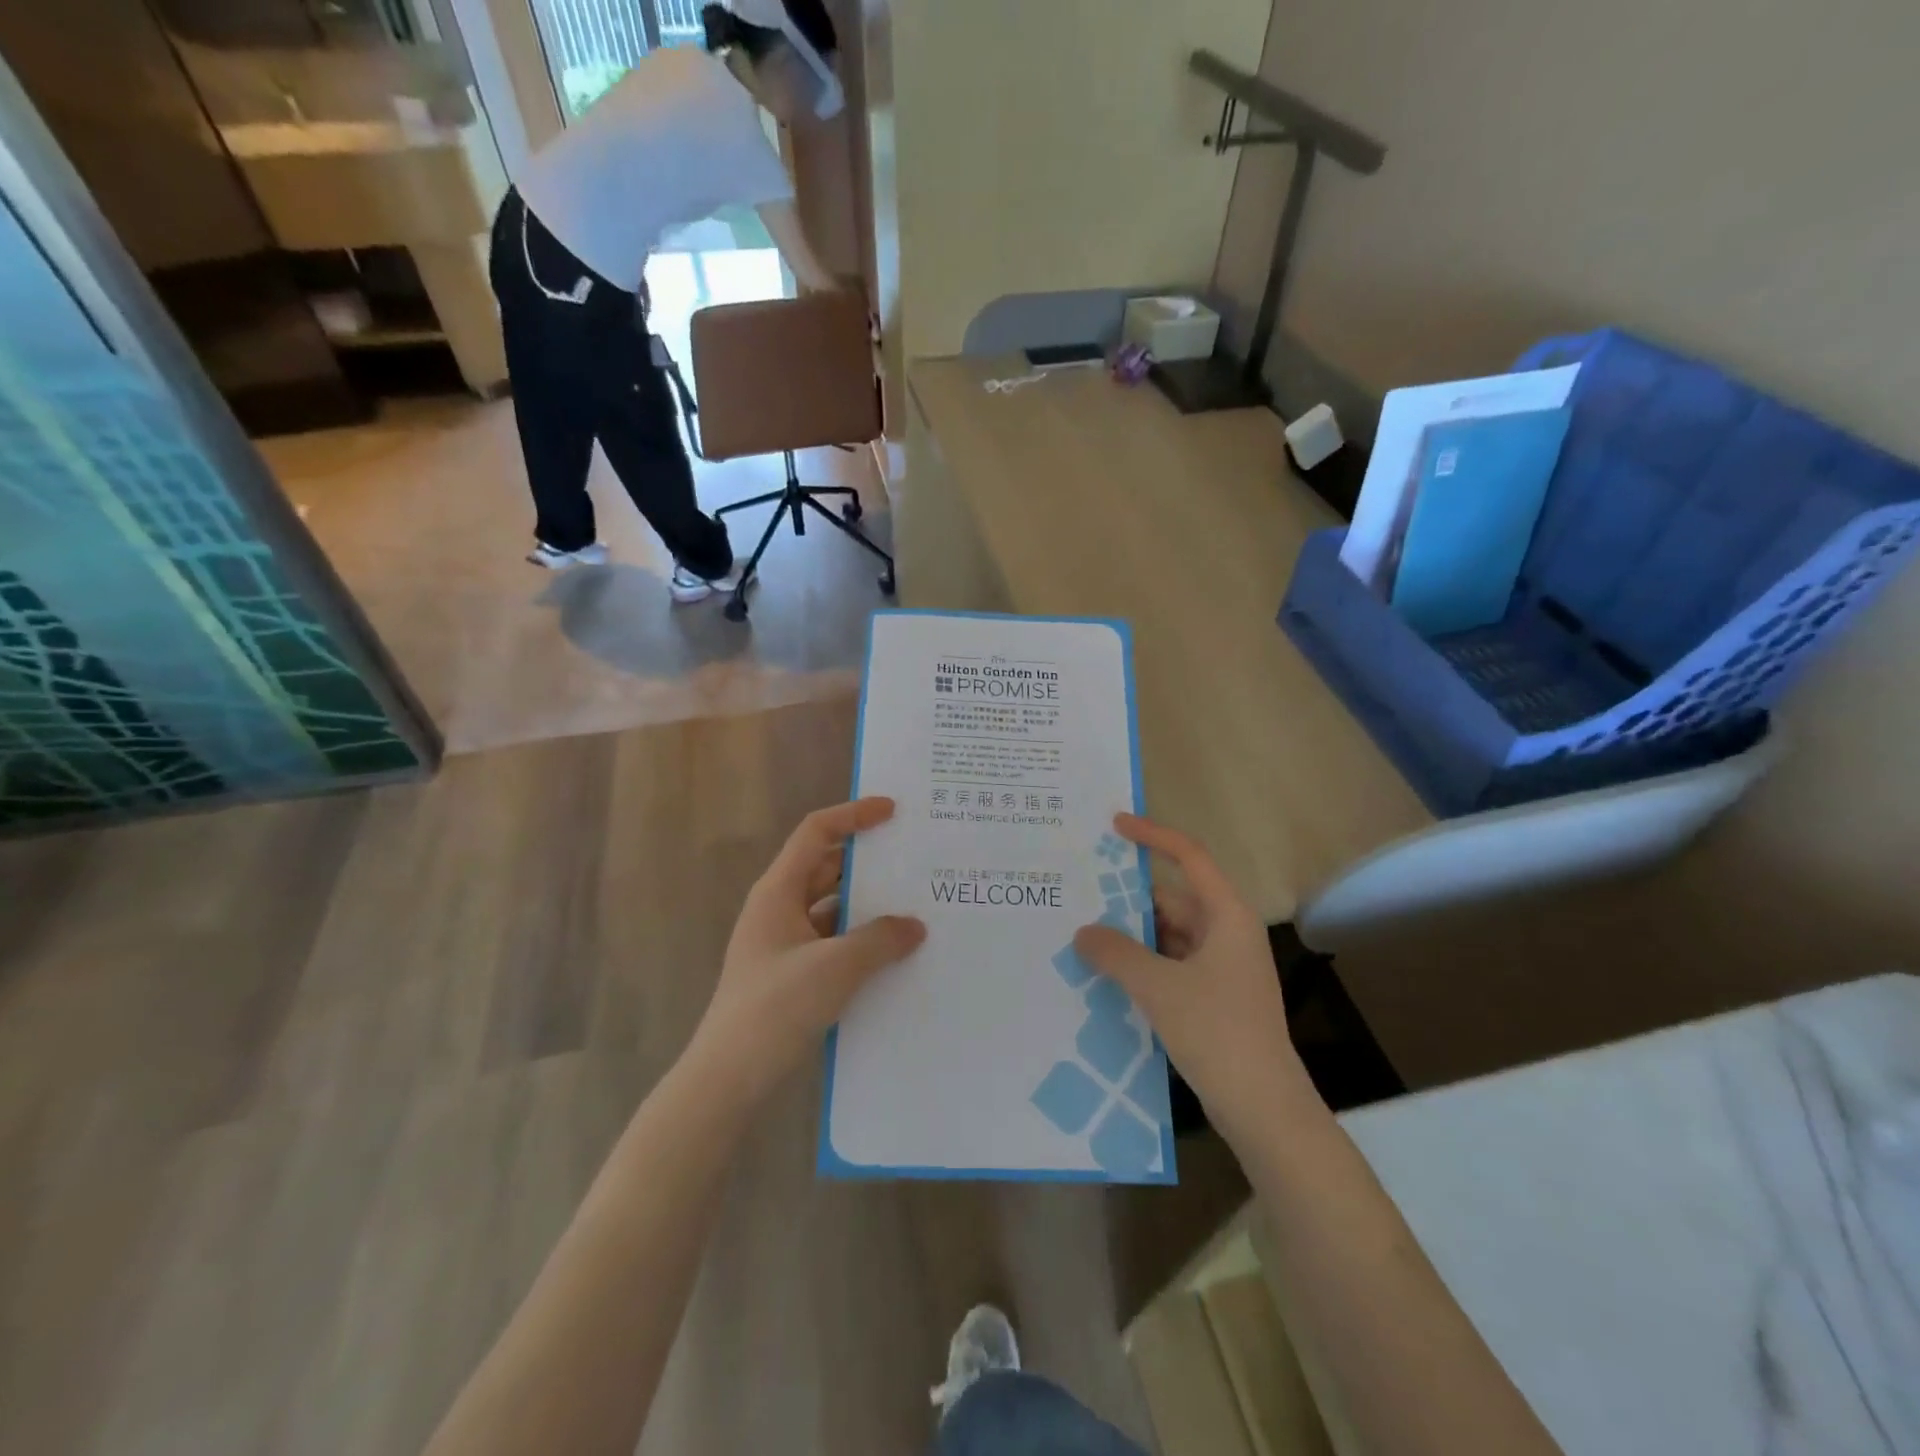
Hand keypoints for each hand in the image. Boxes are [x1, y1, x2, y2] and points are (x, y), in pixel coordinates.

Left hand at [688, 798, 925, 1107]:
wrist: (727, 1079)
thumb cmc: (774, 1009)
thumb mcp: (834, 968)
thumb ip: (880, 940)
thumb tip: (914, 926)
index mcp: (778, 892)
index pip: (816, 833)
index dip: (853, 815)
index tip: (892, 811)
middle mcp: (779, 909)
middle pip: (827, 868)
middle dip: (868, 862)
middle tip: (914, 860)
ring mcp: (784, 944)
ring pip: (832, 908)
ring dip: (867, 906)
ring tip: (915, 907)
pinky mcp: (791, 975)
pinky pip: (832, 942)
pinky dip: (860, 941)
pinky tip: (893, 956)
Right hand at [1073, 814, 1307, 1138]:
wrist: (1263, 1108)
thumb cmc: (1217, 1031)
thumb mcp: (1158, 987)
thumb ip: (1116, 953)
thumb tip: (1083, 932)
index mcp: (1227, 916)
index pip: (1189, 858)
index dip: (1153, 836)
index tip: (1115, 826)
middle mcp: (1227, 934)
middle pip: (1174, 899)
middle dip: (1130, 899)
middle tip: (1082, 895)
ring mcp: (1223, 968)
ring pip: (1170, 935)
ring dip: (1133, 936)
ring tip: (1085, 936)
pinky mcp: (1215, 998)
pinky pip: (1172, 965)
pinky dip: (1144, 964)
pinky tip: (1109, 975)